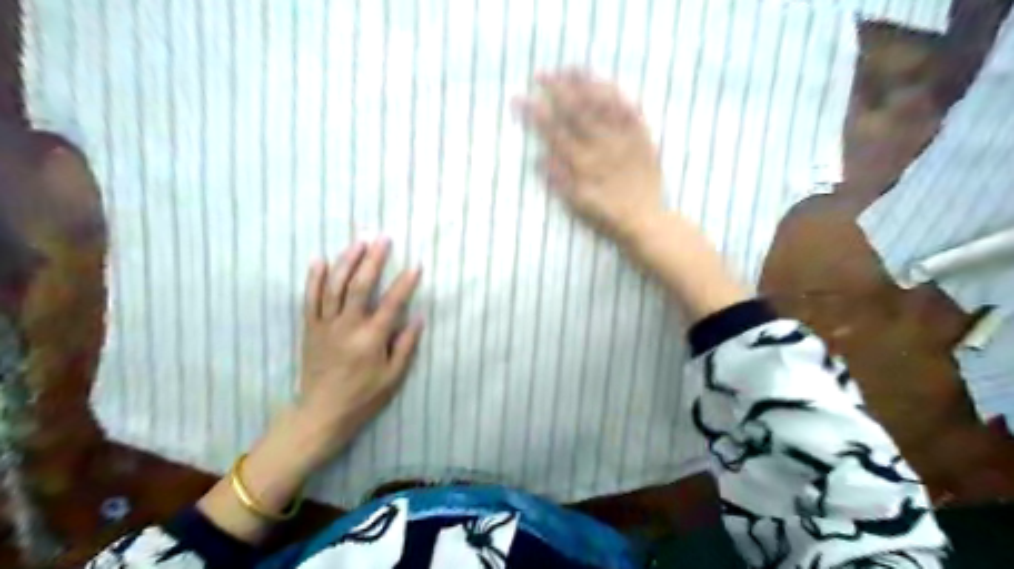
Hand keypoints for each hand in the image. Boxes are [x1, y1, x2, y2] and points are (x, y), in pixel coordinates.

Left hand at [198, 237, 423, 538]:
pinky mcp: (310, 329)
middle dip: (373, 260)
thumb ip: (406, 345)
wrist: (321, 413)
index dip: (405, 283)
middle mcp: (347, 327)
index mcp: (371, 339)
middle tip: (383, 239)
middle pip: (360, 285)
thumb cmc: (363, 397)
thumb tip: (418, 317)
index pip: (392, 303)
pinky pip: (310, 299)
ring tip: (358, 243)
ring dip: (347, 261)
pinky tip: (320, 260)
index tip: (415, 265)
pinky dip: (314, 278)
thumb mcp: (393, 377)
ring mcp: (325, 326)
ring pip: (334, 286)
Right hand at [516, 69, 665, 240]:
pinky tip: (605, 82)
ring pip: (601, 105)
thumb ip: (559, 181)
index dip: (535, 114)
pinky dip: (616, 94)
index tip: (519, 99)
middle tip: (541, 74)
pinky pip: (629, 110)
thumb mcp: (577, 207)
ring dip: (584, 84)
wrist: (645, 221)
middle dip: (556, 90)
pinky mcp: (641, 139)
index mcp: (582, 164)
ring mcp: (622, 140)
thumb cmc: (607, 217)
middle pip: (575, 111)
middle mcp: (601, 147)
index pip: (553, 132)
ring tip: (569, 69)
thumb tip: (538, 158)